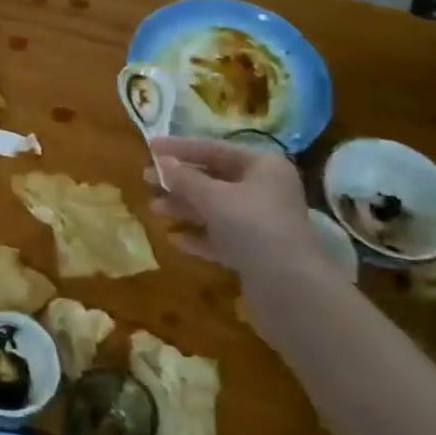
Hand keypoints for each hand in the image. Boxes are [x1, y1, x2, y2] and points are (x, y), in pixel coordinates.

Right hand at [148, 136, 317, 282]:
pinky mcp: (257, 252)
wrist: (289, 287)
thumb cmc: (252, 226)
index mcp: (263, 166)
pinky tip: (175, 239)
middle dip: (179, 181)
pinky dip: (199, 235)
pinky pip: (222, 236)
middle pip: (214, 178)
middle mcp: (266, 189)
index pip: (214, 149)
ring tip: (153, 208)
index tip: (149, 147)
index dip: (180, 147)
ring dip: (185, 207)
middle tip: (146, 180)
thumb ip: (184, 178)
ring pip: (216, 208)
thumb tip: (162, 161)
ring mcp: (262, 222)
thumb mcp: (213, 197)